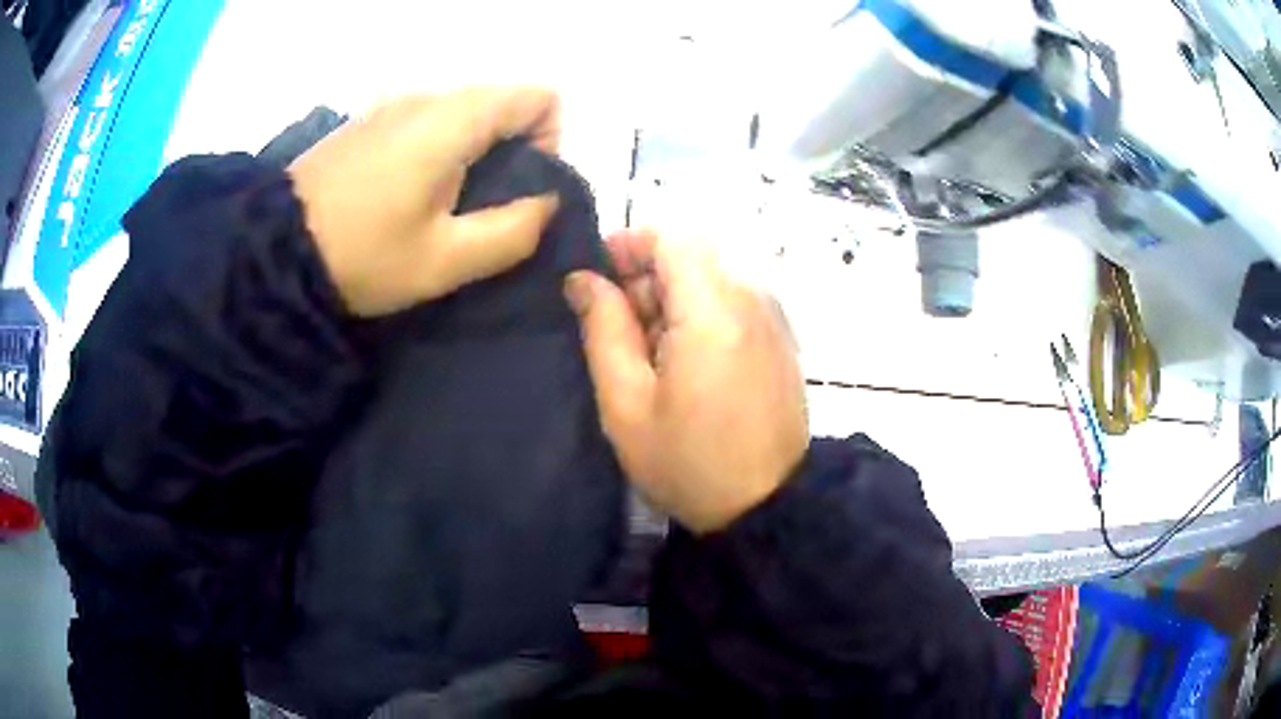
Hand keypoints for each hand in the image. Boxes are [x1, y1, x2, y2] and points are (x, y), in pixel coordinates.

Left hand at [288, 87, 561, 316]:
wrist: (272, 252)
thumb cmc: (362, 254)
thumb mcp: (445, 261)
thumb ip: (513, 231)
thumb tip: (546, 203)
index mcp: (455, 118)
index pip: (540, 97)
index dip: (550, 142)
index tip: (523, 191)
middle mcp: (428, 95)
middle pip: (502, 104)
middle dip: (512, 154)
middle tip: (483, 211)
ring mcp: (393, 103)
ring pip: (464, 114)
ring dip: (473, 155)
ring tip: (443, 208)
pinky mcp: (368, 120)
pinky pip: (427, 122)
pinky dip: (439, 151)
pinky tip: (407, 195)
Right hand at [565, 229, 808, 532]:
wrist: (768, 506)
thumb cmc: (689, 462)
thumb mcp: (627, 404)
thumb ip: (604, 330)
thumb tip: (584, 279)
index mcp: (713, 310)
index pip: (672, 237)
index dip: (629, 244)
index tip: (597, 278)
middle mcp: (751, 299)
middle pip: (691, 256)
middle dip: (645, 278)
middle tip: (614, 330)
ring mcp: (772, 318)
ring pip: (710, 278)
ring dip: (671, 300)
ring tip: (646, 355)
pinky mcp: (779, 338)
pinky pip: (732, 302)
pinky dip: (699, 315)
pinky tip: (683, 364)